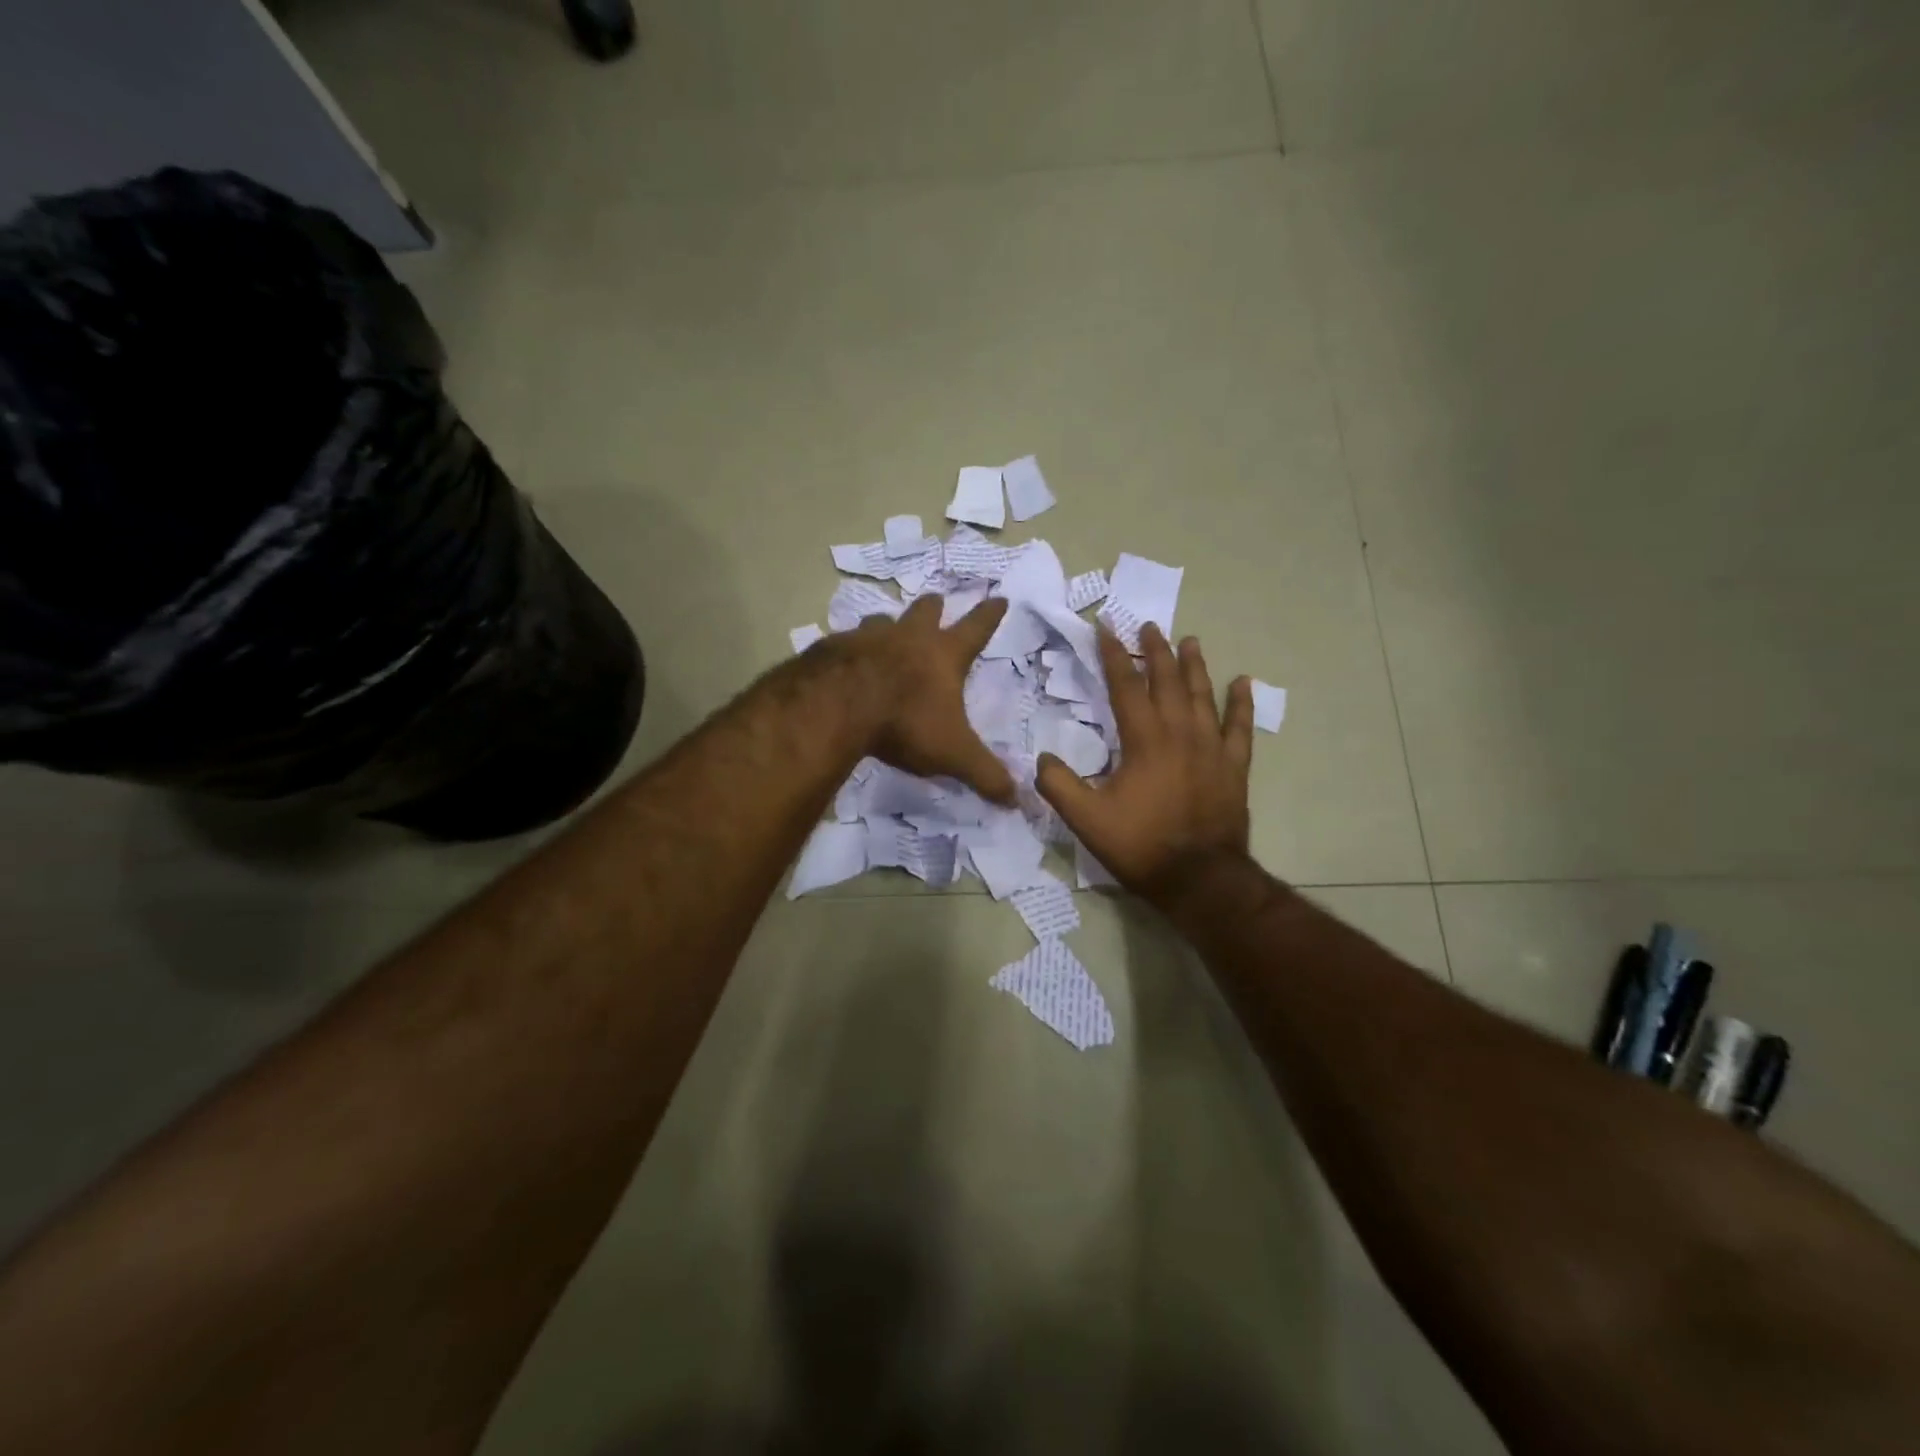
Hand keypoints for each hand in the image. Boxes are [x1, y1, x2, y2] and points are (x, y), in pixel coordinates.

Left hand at [824, 594, 1016, 804]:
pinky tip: (844, 660)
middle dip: (934, 607)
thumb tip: (1016, 799)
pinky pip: (845, 642)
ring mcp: (868, 638)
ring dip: (887, 625)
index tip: (1000, 598)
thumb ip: (984, 774)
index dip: (990, 615)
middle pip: (926, 612)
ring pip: (881, 621)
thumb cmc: (905, 723)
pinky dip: (850, 648)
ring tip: (885, 628)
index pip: (976, 629)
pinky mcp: (833, 649)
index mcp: (943, 655)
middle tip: (936, 601)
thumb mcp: (953, 754)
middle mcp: (908, 637)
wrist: (837, 705)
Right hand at [1036, 623, 1254, 902]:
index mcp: (1144, 740)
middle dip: (1155, 650)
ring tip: (1190, 640)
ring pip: (1203, 695)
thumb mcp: (1086, 819)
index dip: (1113, 655)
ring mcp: (1212, 748)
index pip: (1125, 686)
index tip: (1105, 628)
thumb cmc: (1141, 845)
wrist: (1199, 878)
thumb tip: (1042, 759)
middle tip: (1149, 625)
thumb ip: (1059, 785)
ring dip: (1195, 666)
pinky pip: (1240, 727)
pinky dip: (1241, 703)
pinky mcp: (1234, 766)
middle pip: (1167, 680)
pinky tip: (1243, 682)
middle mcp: (1180, 733)